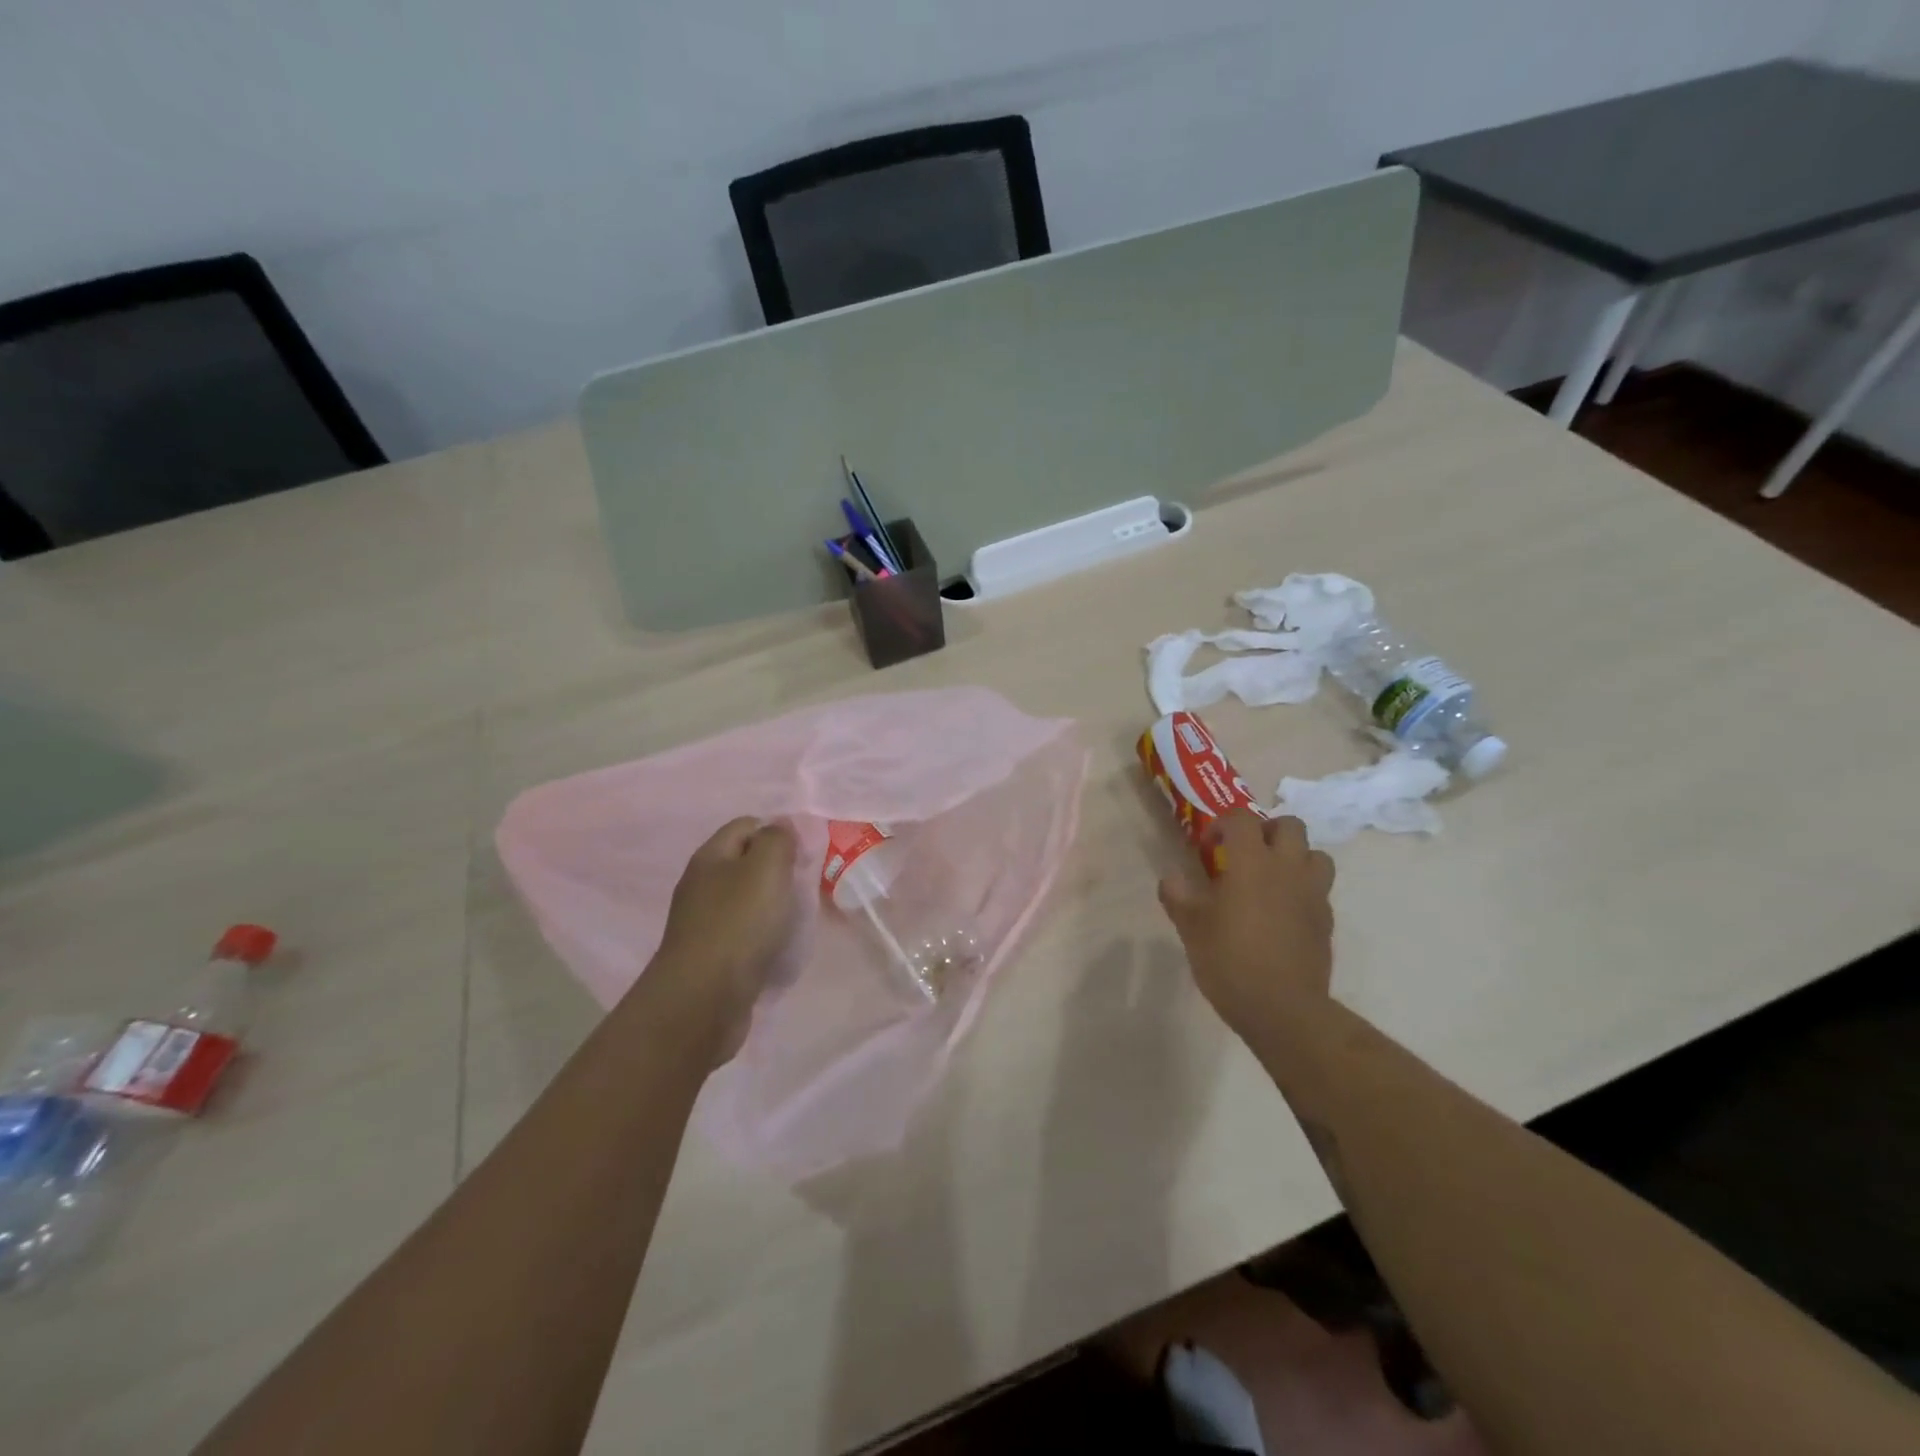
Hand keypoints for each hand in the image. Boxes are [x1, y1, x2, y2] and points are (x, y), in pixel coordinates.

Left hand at [649, 816, 797, 1060]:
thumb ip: (778, 840)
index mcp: (710, 857)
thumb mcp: (766, 869)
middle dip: (780, 870)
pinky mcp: (712, 956)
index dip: (778, 831)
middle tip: (809, 884)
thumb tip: (781, 824)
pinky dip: (765, 936)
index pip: (746, 825)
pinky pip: (745, 934)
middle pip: (747, 863)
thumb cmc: (738, 925)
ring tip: (800, 916)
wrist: (702, 1001)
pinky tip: (780, 946)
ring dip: (774, 905)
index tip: (808, 851)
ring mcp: (704, 923)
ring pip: (748, 900)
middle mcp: (702, 885)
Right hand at [1157, 812, 1334, 1039]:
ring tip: (1271, 877)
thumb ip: (1177, 894)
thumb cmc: (1230, 960)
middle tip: (1246, 853)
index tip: (1208, 846)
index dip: (1223, 824)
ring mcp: (1313, 894)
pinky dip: (1302, 889)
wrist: (1283, 1009)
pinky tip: (1282, 912)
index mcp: (1252, 862)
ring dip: (1294, 856)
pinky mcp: (1326, 920)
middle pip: (1289, 825)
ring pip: (1315, 854)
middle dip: (1266, 830)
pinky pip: (1319, 889)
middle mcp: (1287, 868)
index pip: (1243, 818)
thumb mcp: (1190, 927)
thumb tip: (1171, 877)